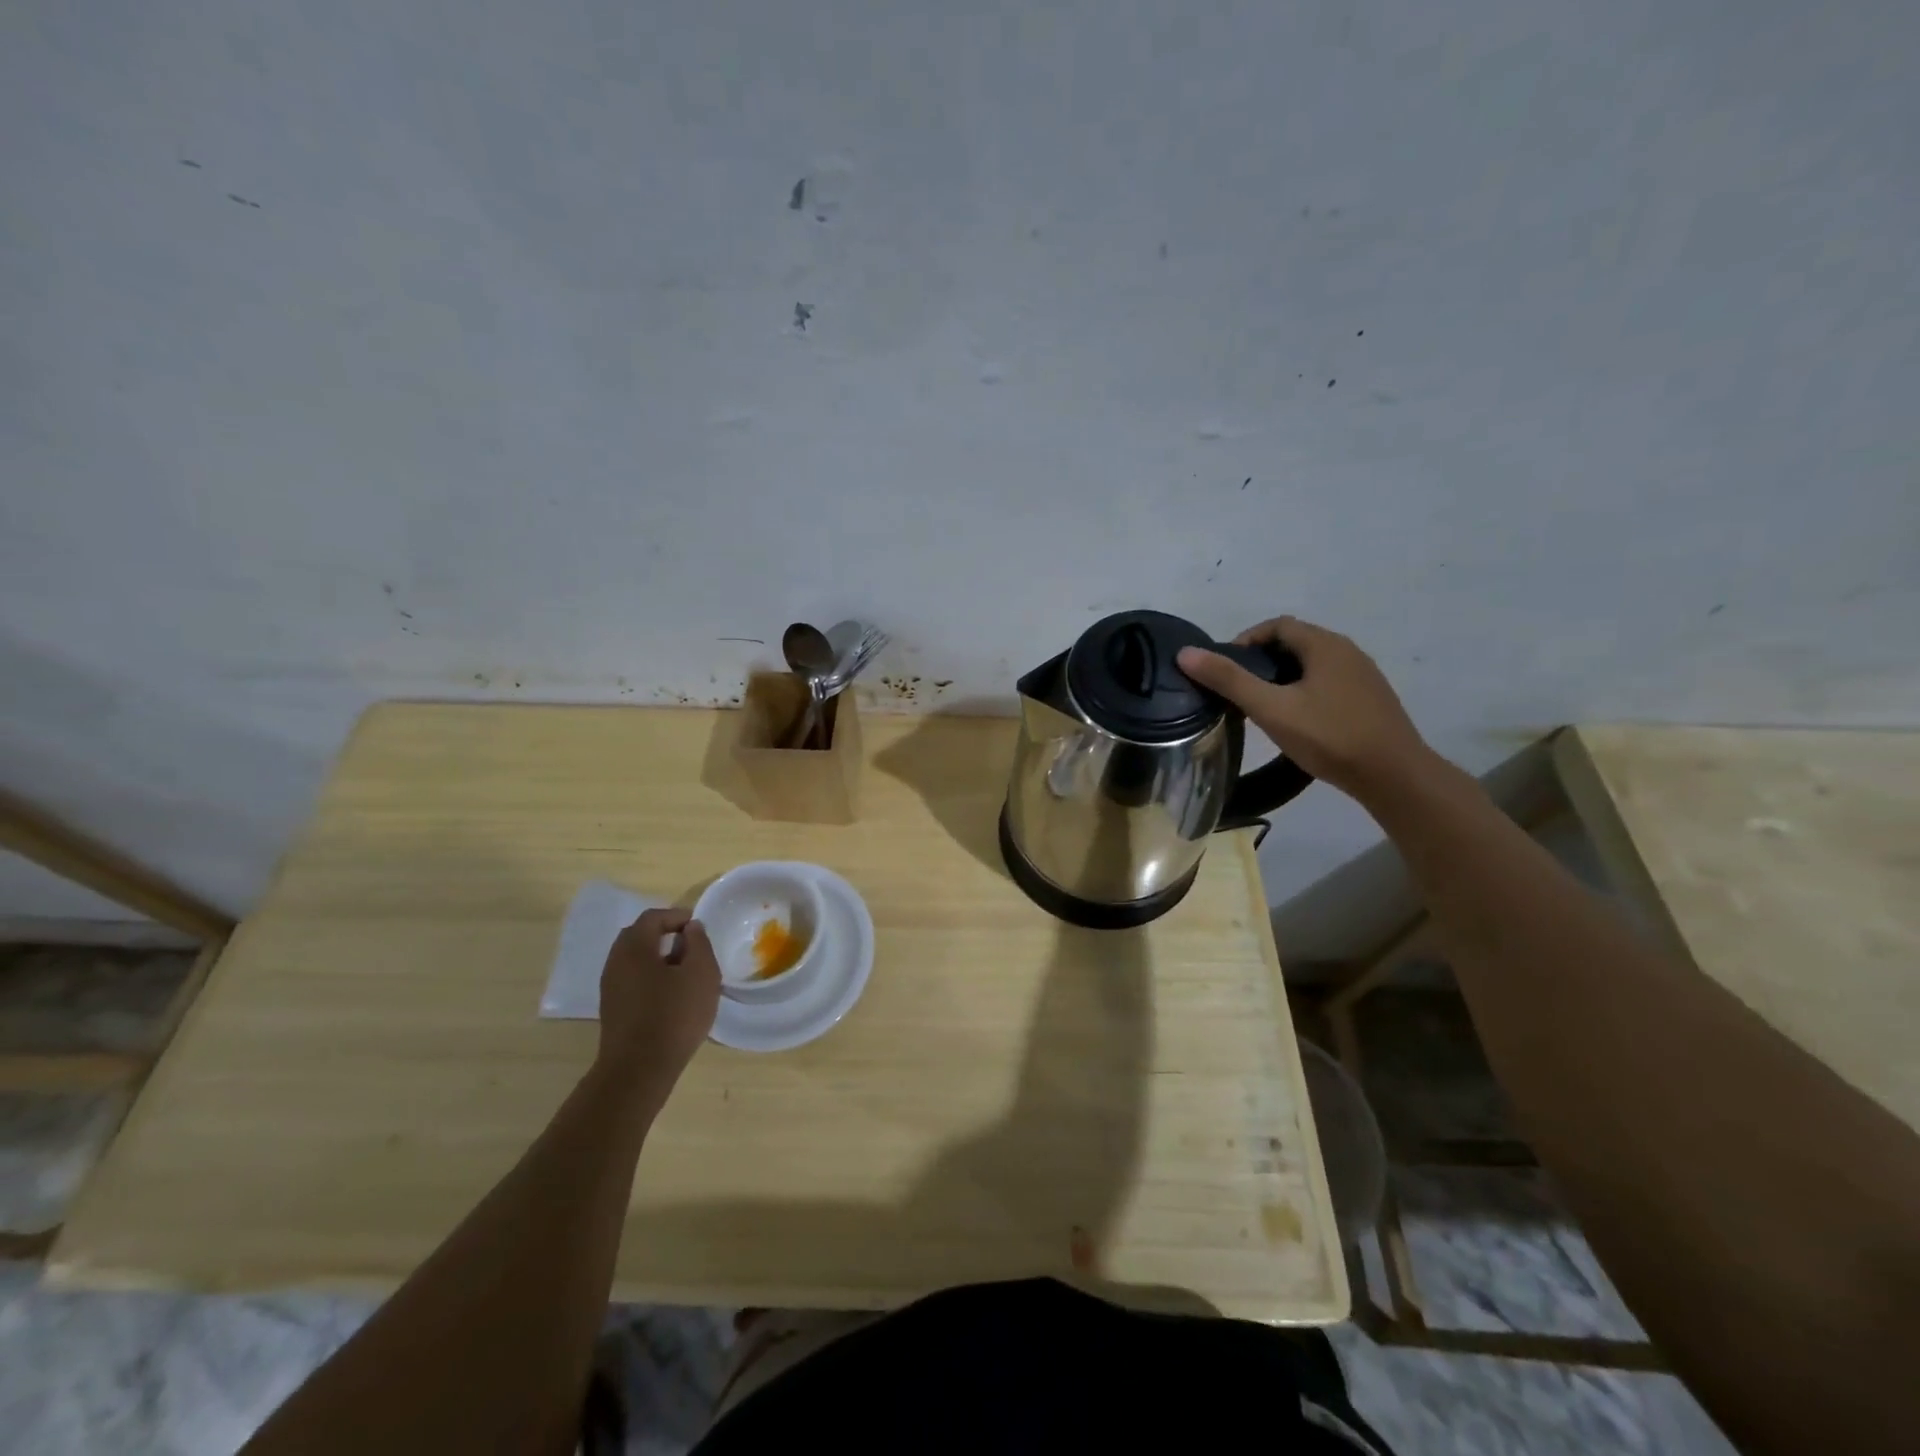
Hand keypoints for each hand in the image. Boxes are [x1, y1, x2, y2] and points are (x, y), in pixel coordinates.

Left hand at [595, 908, 720, 1101]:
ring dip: (659, 958)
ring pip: (635, 960)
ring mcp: (610, 988)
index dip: (677, 916)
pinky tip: (672, 995)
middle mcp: (615, 962)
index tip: (699, 927)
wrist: (639, 1070)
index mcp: (634, 947)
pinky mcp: (613, 1010)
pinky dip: (652, 977)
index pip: (653, 918)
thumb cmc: (674, 1014)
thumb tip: (690, 929)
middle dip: (666, 935)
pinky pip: (633, 980)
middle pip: (639, 936)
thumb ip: (698, 943)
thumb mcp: (701, 972)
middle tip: (692, 946)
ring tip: (686, 972)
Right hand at [1176, 616, 1434, 803]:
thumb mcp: (1271, 708)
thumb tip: (1186, 653)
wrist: (1394, 775)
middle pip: (1295, 643)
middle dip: (1262, 660)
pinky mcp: (1371, 699)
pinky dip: (1305, 691)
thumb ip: (1228, 680)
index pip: (1277, 625)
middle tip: (1238, 690)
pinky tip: (1298, 721)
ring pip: (1312, 665)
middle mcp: (1347, 651)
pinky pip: (1329, 683)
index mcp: (1324, 645)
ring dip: (1283, 677)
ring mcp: (1363, 675)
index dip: (1246, 640)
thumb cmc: (1329, 736)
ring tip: (1262, 707)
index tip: (1225, 669)